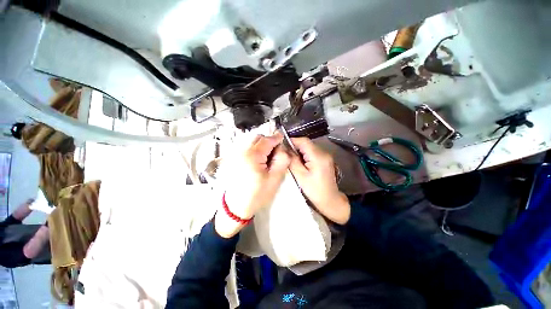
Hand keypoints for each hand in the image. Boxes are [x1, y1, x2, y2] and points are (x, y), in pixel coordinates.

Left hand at [216, 133, 290, 237]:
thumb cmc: (257, 194)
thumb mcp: (275, 178)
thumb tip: (281, 148)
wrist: (236, 206)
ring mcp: (235, 153)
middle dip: (268, 141)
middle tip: (273, 153)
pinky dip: (253, 149)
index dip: (276, 138)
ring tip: (265, 158)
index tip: (283, 139)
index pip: (267, 140)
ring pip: (251, 141)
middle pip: (258, 137)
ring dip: (260, 145)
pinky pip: (245, 147)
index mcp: (252, 155)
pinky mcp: (232, 158)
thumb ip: (282, 159)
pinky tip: (256, 160)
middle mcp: (241, 150)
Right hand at [289, 138, 350, 224]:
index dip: (292, 140)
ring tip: (290, 158)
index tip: (282, 145)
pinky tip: (300, 162)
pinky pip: (313, 153)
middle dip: (295, 146)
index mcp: (318, 156)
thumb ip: (292, 161)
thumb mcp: (300, 176)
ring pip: (309, 148)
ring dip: (299, 151)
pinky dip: (305, 155)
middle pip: (307, 143)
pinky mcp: (325, 160)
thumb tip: (285, 149)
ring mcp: (326, 156)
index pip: (304, 141)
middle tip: (285, 153)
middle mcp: (324, 153)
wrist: (330, 201)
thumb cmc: (314, 191)